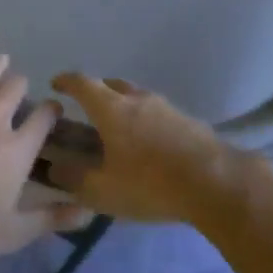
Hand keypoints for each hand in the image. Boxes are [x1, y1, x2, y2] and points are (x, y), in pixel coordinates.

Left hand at [0, 56, 93, 270]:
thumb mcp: (15, 232)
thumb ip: (52, 219)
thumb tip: (89, 214)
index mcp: (16, 151)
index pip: (42, 120)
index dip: (52, 110)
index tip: (55, 108)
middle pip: (11, 92)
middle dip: (21, 84)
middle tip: (23, 82)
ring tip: (0, 60)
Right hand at [46, 73, 255, 223]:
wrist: (217, 183)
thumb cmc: (151, 184)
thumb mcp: (103, 190)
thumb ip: (74, 179)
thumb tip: (54, 168)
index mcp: (111, 109)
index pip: (82, 84)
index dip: (67, 82)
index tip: (56, 84)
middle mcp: (138, 100)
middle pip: (111, 84)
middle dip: (95, 91)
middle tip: (85, 109)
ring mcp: (167, 107)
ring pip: (137, 97)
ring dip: (122, 105)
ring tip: (117, 128)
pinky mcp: (188, 121)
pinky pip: (157, 113)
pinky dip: (144, 120)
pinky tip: (147, 144)